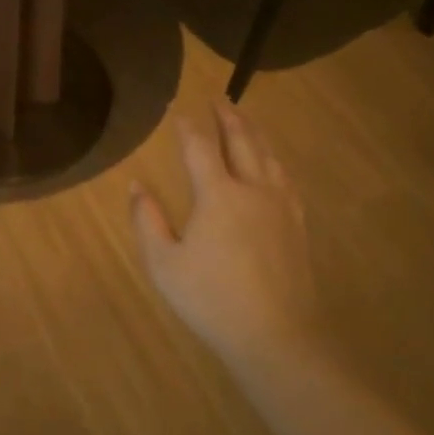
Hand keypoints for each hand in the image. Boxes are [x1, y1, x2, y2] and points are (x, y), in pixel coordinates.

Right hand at [129, 101, 317, 376]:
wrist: (275, 335)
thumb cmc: (210, 299)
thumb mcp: (164, 263)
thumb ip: (147, 220)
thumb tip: (136, 186)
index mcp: (218, 195)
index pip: (199, 148)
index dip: (187, 128)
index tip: (178, 110)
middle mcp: (253, 190)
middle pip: (242, 142)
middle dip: (229, 118)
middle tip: (220, 99)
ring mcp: (280, 206)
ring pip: (268, 157)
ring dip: (255, 133)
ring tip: (246, 120)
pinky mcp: (297, 225)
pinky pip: (285, 179)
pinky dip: (274, 161)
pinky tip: (273, 165)